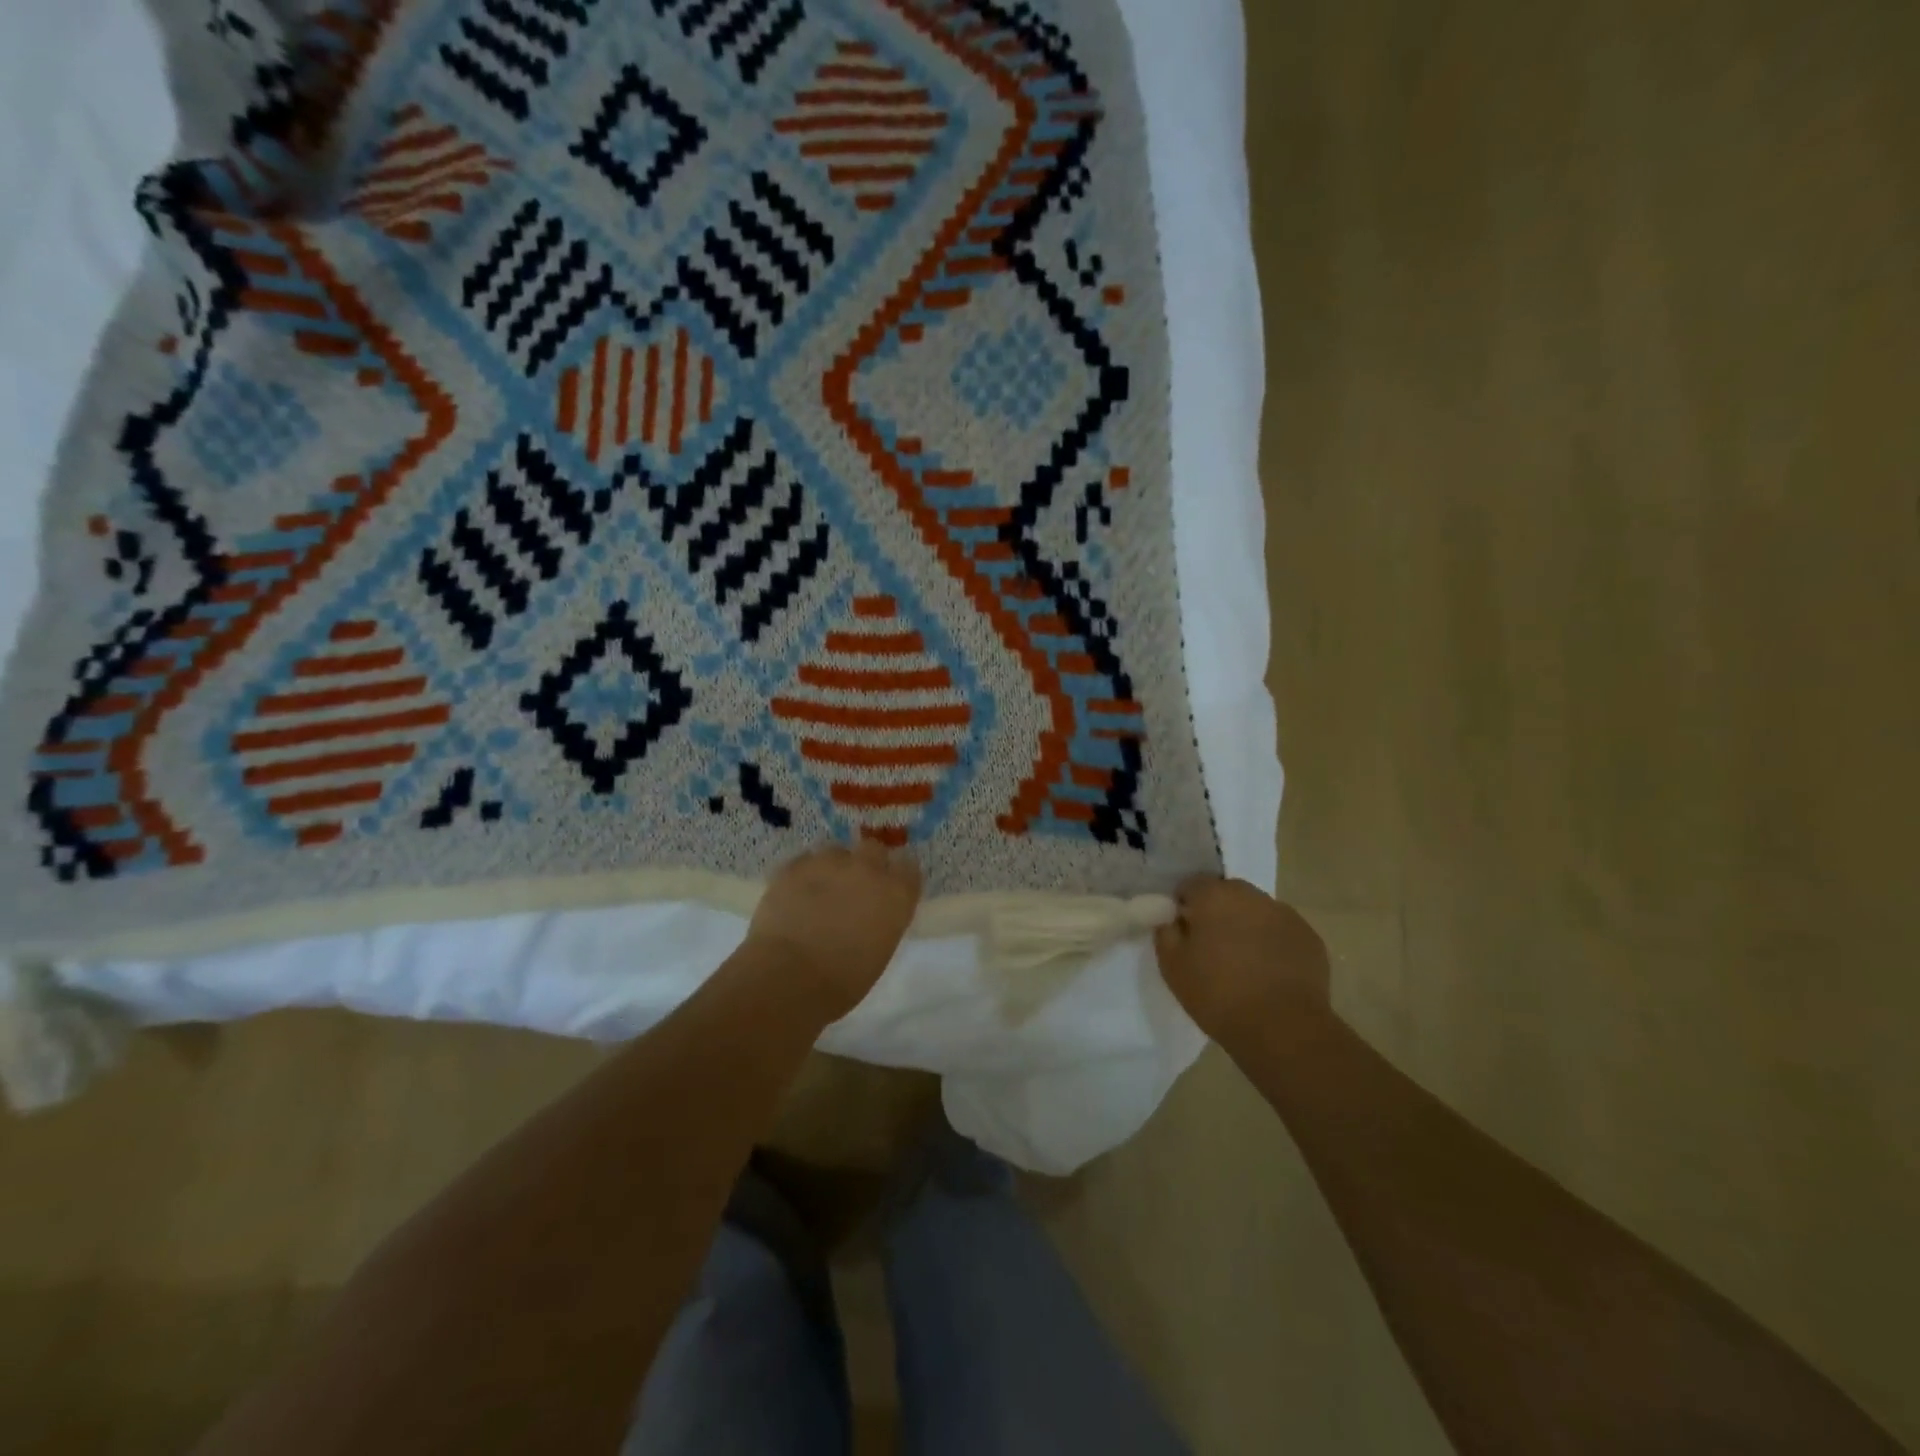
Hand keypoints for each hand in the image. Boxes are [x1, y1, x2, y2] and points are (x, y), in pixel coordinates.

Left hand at [745, 841, 922, 1018]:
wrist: (789, 979)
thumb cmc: (843, 981)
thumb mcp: (880, 950)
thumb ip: (883, 920)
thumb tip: (872, 914)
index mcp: (896, 893)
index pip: (909, 868)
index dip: (897, 878)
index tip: (888, 891)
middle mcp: (867, 869)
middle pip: (873, 849)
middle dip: (866, 863)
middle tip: (853, 888)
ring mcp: (828, 863)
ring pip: (835, 852)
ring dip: (832, 868)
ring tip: (819, 893)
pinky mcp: (794, 866)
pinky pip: (804, 862)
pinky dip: (803, 876)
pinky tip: (795, 896)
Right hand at [1154, 877, 1331, 1038]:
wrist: (1283, 1029)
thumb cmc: (1218, 994)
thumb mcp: (1172, 966)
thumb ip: (1166, 932)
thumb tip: (1173, 919)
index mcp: (1214, 896)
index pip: (1191, 885)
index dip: (1184, 907)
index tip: (1184, 933)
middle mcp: (1251, 895)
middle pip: (1227, 894)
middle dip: (1217, 913)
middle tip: (1212, 949)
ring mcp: (1285, 914)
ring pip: (1257, 911)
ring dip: (1247, 927)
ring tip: (1244, 964)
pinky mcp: (1310, 937)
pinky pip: (1281, 932)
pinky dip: (1273, 944)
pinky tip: (1270, 974)